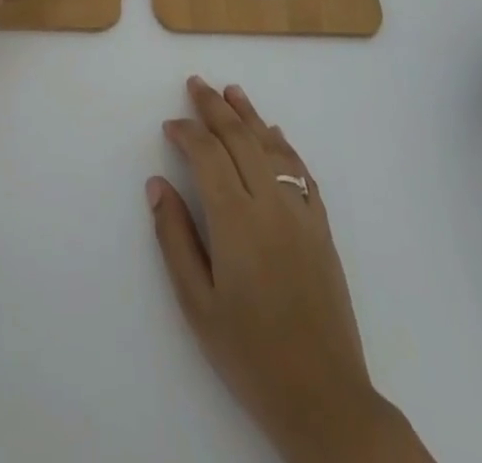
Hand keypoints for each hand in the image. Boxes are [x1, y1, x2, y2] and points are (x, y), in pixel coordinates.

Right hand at [149, 78, 433, 462]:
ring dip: (250, 116)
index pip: (207, 154)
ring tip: (232, 92)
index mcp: (235, 221)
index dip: (187, 132)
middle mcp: (270, 205)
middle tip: (196, 83)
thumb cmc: (250, 355)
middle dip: (215, 107)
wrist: (325, 398)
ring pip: (272, 147)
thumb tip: (156, 185)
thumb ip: (174, 238)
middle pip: (240, 138)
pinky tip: (275, 135)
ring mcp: (301, 213)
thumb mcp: (197, 305)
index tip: (170, 125)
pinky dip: (284, 146)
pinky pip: (300, 172)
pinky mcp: (321, 228)